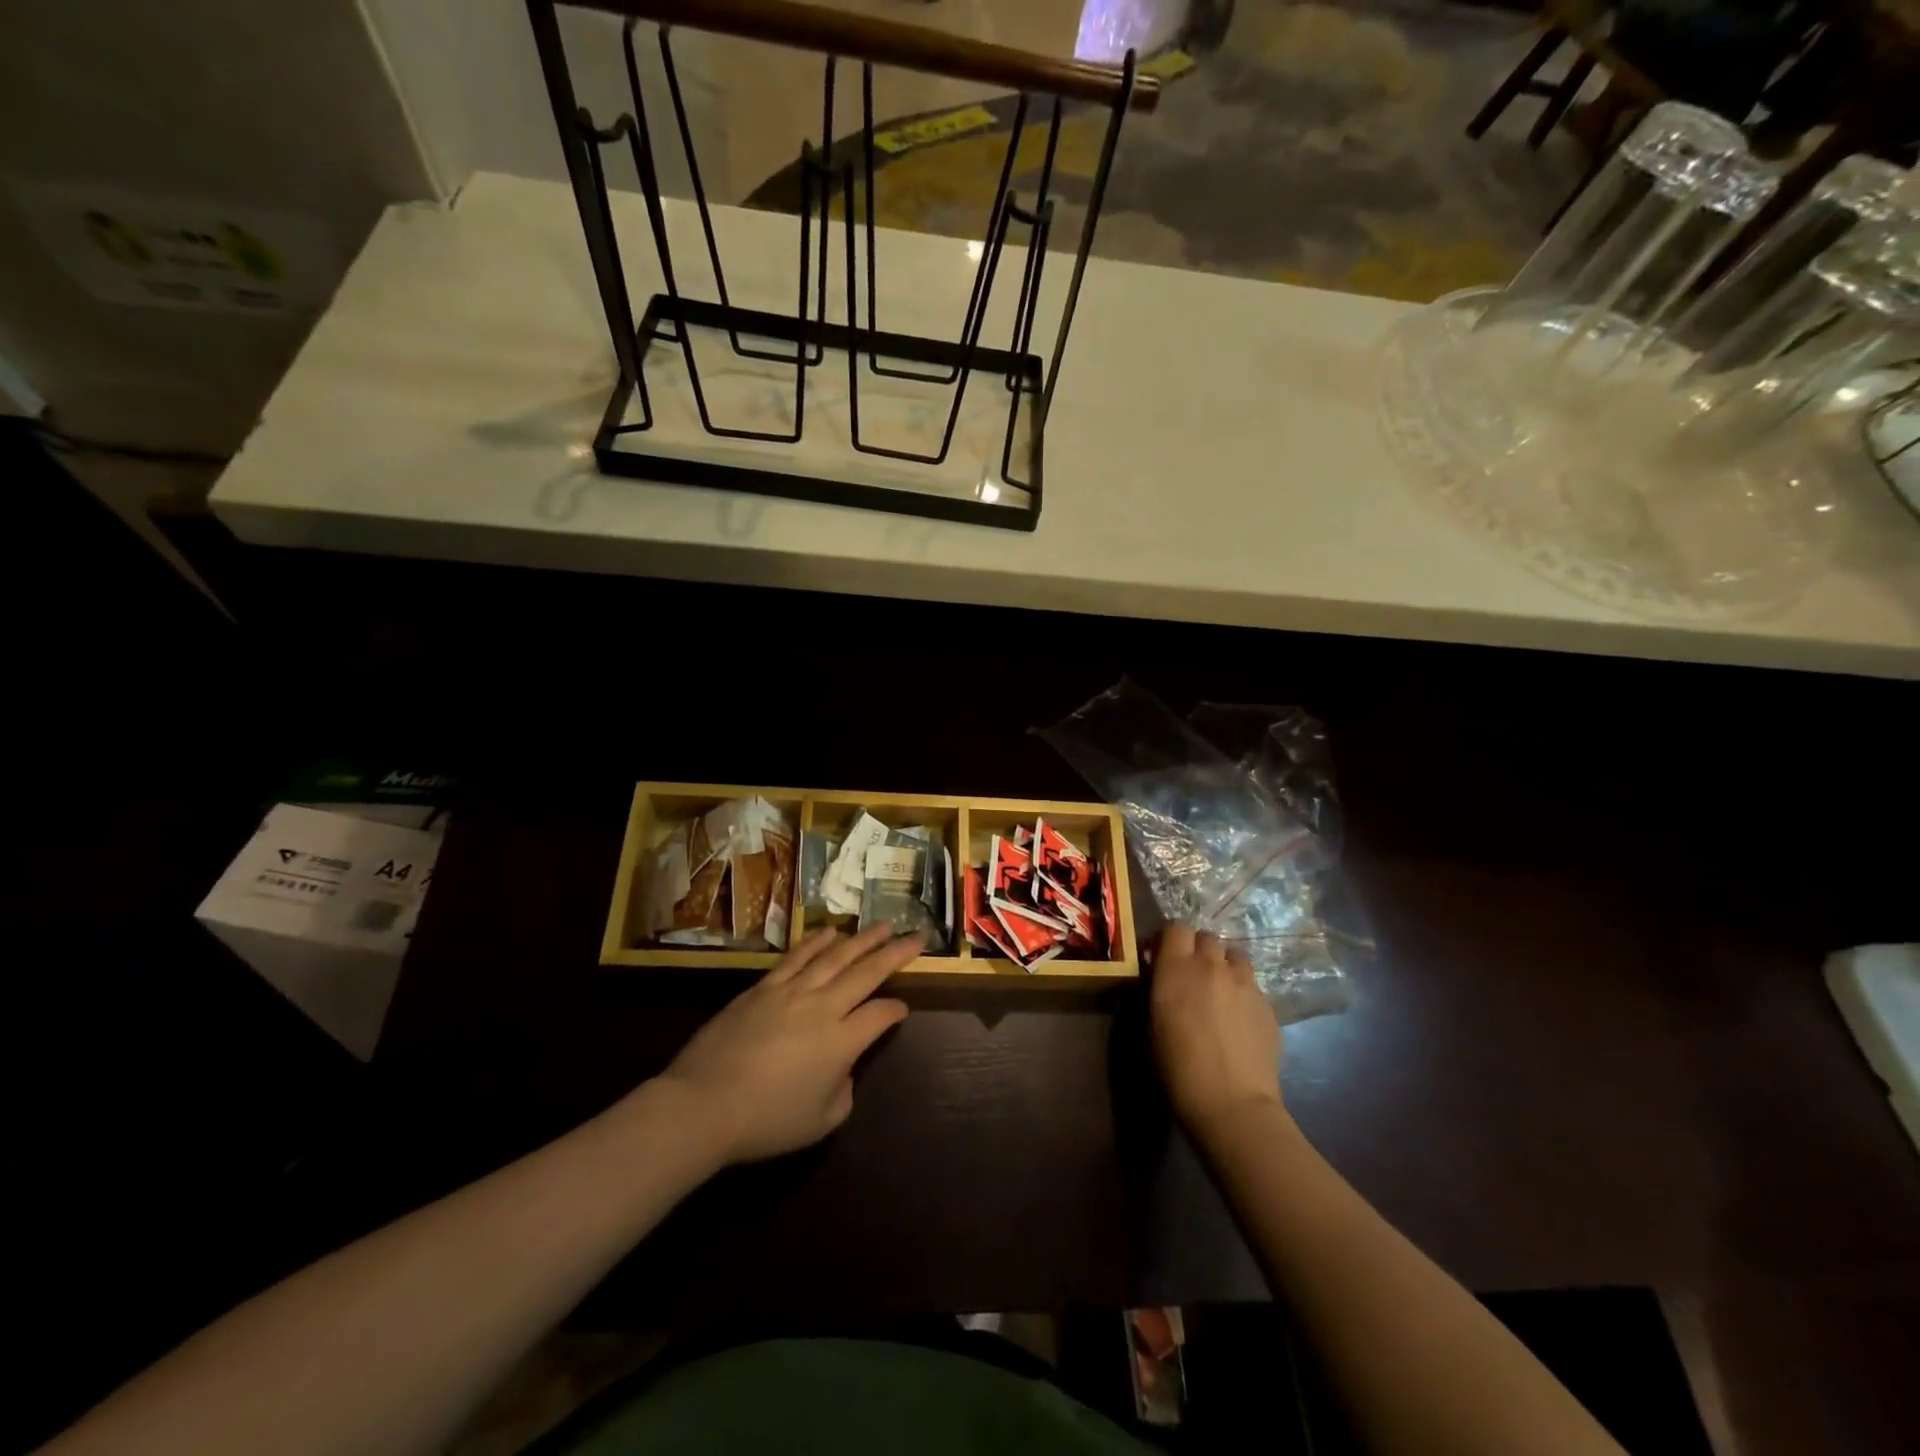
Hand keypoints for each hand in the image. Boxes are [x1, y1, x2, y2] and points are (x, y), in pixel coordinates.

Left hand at [653, 924, 919, 1164]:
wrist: (702, 1105)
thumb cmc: (765, 1122)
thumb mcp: (819, 1123)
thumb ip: (842, 1093)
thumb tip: (843, 1070)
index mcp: (841, 1042)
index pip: (880, 1015)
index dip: (895, 1010)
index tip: (903, 1009)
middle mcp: (823, 1008)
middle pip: (866, 973)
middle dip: (895, 953)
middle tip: (916, 935)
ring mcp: (791, 992)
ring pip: (835, 957)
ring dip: (862, 939)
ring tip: (882, 925)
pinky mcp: (763, 988)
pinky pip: (796, 958)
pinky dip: (816, 942)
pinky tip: (830, 932)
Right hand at [1151, 923, 1283, 1137]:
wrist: (1231, 1103)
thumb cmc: (1177, 1068)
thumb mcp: (1152, 1024)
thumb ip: (1158, 989)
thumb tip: (1162, 976)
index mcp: (1177, 968)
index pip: (1176, 927)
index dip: (1171, 938)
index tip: (1164, 956)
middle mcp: (1212, 966)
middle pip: (1207, 936)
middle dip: (1198, 950)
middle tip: (1192, 975)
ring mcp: (1245, 983)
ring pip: (1235, 956)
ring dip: (1224, 966)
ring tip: (1220, 991)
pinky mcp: (1268, 1004)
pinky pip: (1252, 985)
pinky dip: (1243, 993)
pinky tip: (1239, 1020)